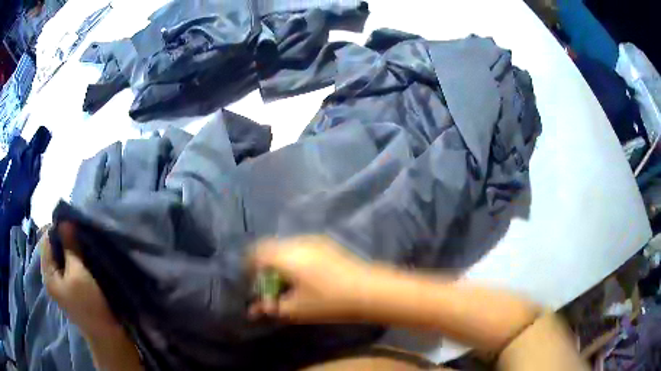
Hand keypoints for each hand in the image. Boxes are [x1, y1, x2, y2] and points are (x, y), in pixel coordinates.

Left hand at [41, 222, 121, 338]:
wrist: (107, 335)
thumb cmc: (90, 304)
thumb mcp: (78, 273)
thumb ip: (70, 246)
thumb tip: (65, 221)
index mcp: (48, 274)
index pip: (45, 241)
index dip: (55, 228)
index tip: (70, 220)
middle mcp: (51, 277)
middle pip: (53, 249)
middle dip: (63, 237)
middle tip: (77, 229)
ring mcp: (61, 284)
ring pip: (61, 257)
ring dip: (70, 247)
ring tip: (81, 240)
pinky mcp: (71, 288)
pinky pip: (68, 265)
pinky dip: (74, 257)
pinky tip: (83, 255)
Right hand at [248, 236, 373, 322]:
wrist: (367, 290)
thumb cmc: (328, 302)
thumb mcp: (295, 309)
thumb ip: (271, 307)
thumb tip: (254, 309)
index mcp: (284, 256)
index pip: (256, 253)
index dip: (250, 266)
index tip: (253, 281)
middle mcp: (296, 242)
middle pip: (270, 247)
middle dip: (265, 264)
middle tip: (270, 284)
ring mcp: (312, 239)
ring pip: (285, 246)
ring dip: (280, 260)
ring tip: (288, 280)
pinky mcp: (325, 242)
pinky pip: (300, 246)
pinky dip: (293, 257)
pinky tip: (305, 274)